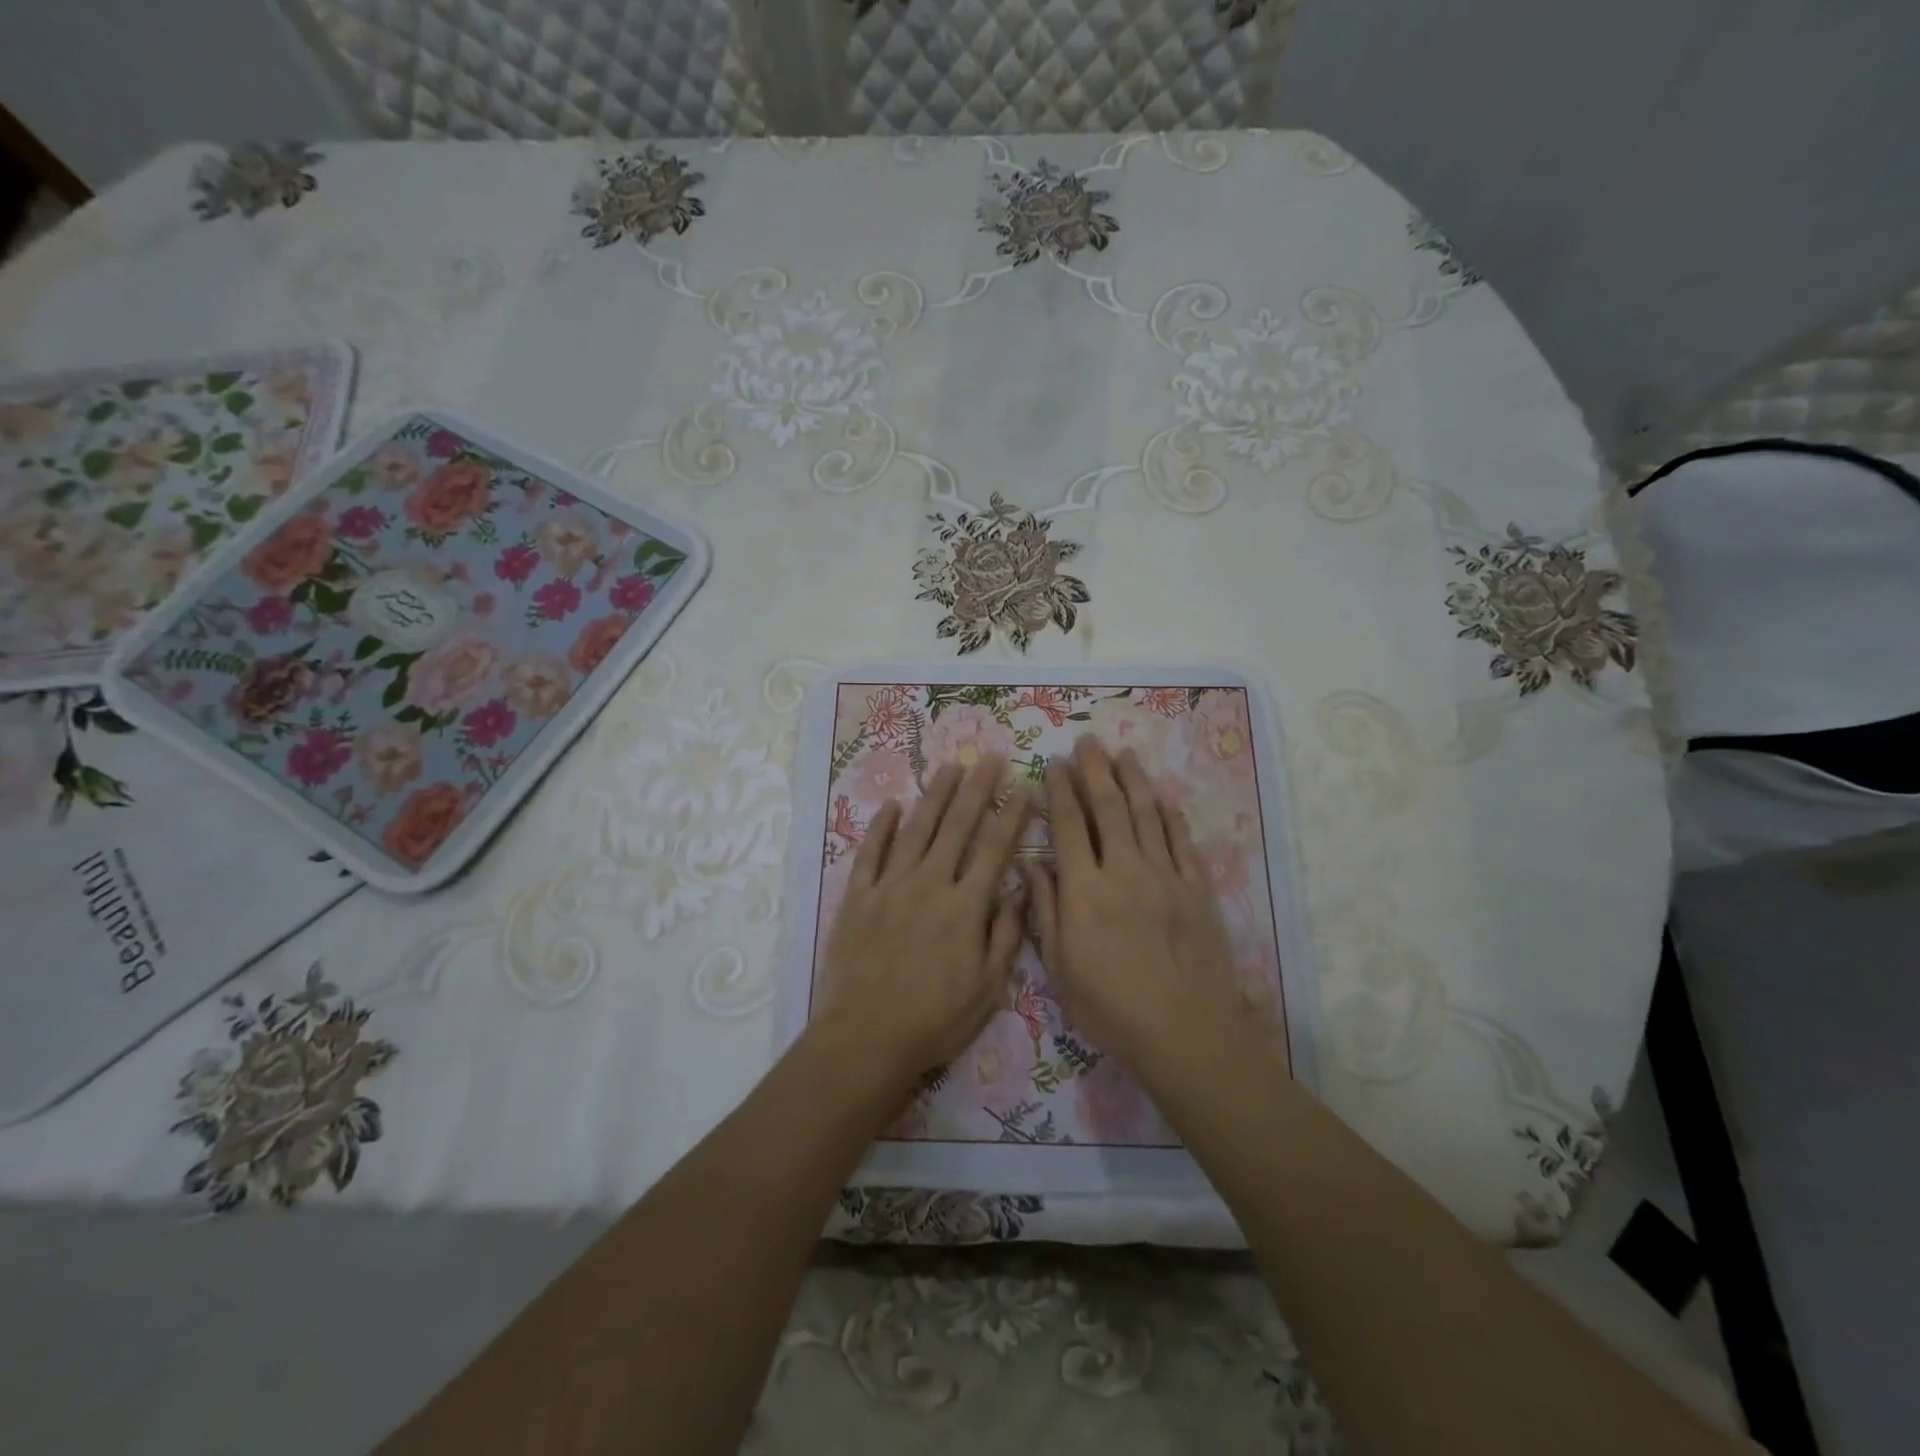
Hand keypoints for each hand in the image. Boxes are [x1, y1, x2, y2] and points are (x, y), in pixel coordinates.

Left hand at [813, 758, 1033, 1092]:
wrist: (867, 1037)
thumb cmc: (935, 1019)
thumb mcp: (989, 987)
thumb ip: (1005, 934)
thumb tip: (1017, 888)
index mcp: (965, 906)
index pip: (995, 849)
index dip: (1012, 815)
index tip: (1024, 786)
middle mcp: (929, 884)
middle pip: (957, 827)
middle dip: (977, 789)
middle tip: (990, 757)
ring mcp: (890, 887)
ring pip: (916, 830)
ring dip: (934, 796)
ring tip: (950, 767)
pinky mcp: (858, 897)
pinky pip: (870, 854)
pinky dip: (880, 827)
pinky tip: (891, 805)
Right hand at [1026, 737, 1247, 1083]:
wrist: (1184, 1031)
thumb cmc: (1111, 1007)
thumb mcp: (1060, 968)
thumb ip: (1045, 912)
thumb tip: (1032, 867)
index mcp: (1084, 889)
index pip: (1069, 825)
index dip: (1060, 790)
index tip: (1054, 764)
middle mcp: (1124, 870)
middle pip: (1109, 808)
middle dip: (1095, 771)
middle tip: (1087, 742)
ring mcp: (1165, 876)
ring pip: (1147, 815)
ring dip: (1134, 781)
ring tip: (1124, 754)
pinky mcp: (1197, 890)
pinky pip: (1183, 842)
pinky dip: (1172, 816)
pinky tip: (1164, 799)